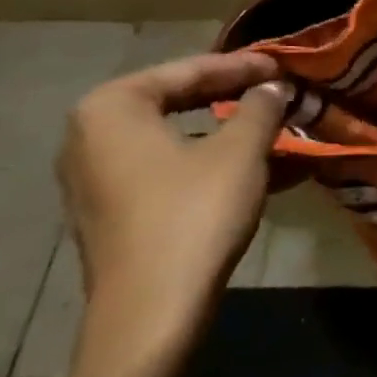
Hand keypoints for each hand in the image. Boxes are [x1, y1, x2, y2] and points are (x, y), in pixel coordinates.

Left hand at [56, 52, 291, 376]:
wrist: (152, 312)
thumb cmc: (194, 214)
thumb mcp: (240, 151)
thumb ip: (259, 106)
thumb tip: (272, 86)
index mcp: (112, 108)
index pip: (188, 70)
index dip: (243, 66)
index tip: (284, 64)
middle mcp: (92, 136)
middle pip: (178, 101)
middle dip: (235, 98)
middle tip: (279, 91)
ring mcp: (98, 178)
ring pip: (179, 139)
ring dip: (231, 134)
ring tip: (279, 130)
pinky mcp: (114, 212)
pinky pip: (171, 170)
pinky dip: (213, 164)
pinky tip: (263, 171)